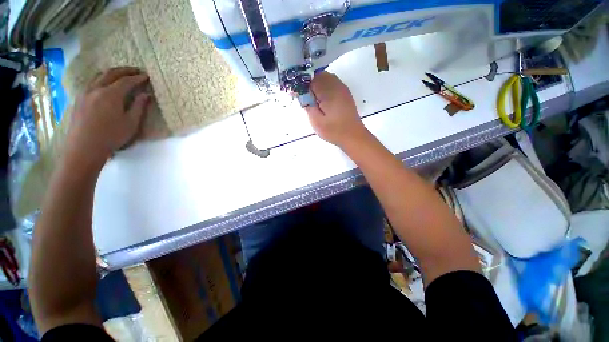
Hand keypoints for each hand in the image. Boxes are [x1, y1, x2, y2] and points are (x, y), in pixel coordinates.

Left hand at [65, 67, 150, 168]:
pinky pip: (91, 83)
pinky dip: (101, 79)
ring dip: (112, 73)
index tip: (146, 76)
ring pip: (99, 76)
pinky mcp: (79, 99)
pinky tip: (105, 84)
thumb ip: (139, 107)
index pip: (126, 81)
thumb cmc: (111, 136)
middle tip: (136, 71)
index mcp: (111, 94)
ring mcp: (85, 93)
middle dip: (125, 70)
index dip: (137, 78)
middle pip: (111, 73)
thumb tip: (146, 94)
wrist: (84, 147)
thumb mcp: (131, 123)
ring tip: (121, 75)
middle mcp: (96, 89)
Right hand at [305, 72, 369, 147]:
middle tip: (307, 101)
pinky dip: (324, 89)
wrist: (353, 136)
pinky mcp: (345, 93)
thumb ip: (307, 104)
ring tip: (314, 103)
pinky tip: (323, 102)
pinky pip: (332, 84)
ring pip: (325, 79)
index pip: (310, 78)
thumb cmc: (334, 130)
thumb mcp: (316, 121)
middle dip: (309, 85)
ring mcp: (342, 88)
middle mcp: (336, 85)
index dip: (302, 85)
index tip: (297, 96)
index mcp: (328, 91)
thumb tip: (300, 92)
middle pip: (318, 75)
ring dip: (317, 87)